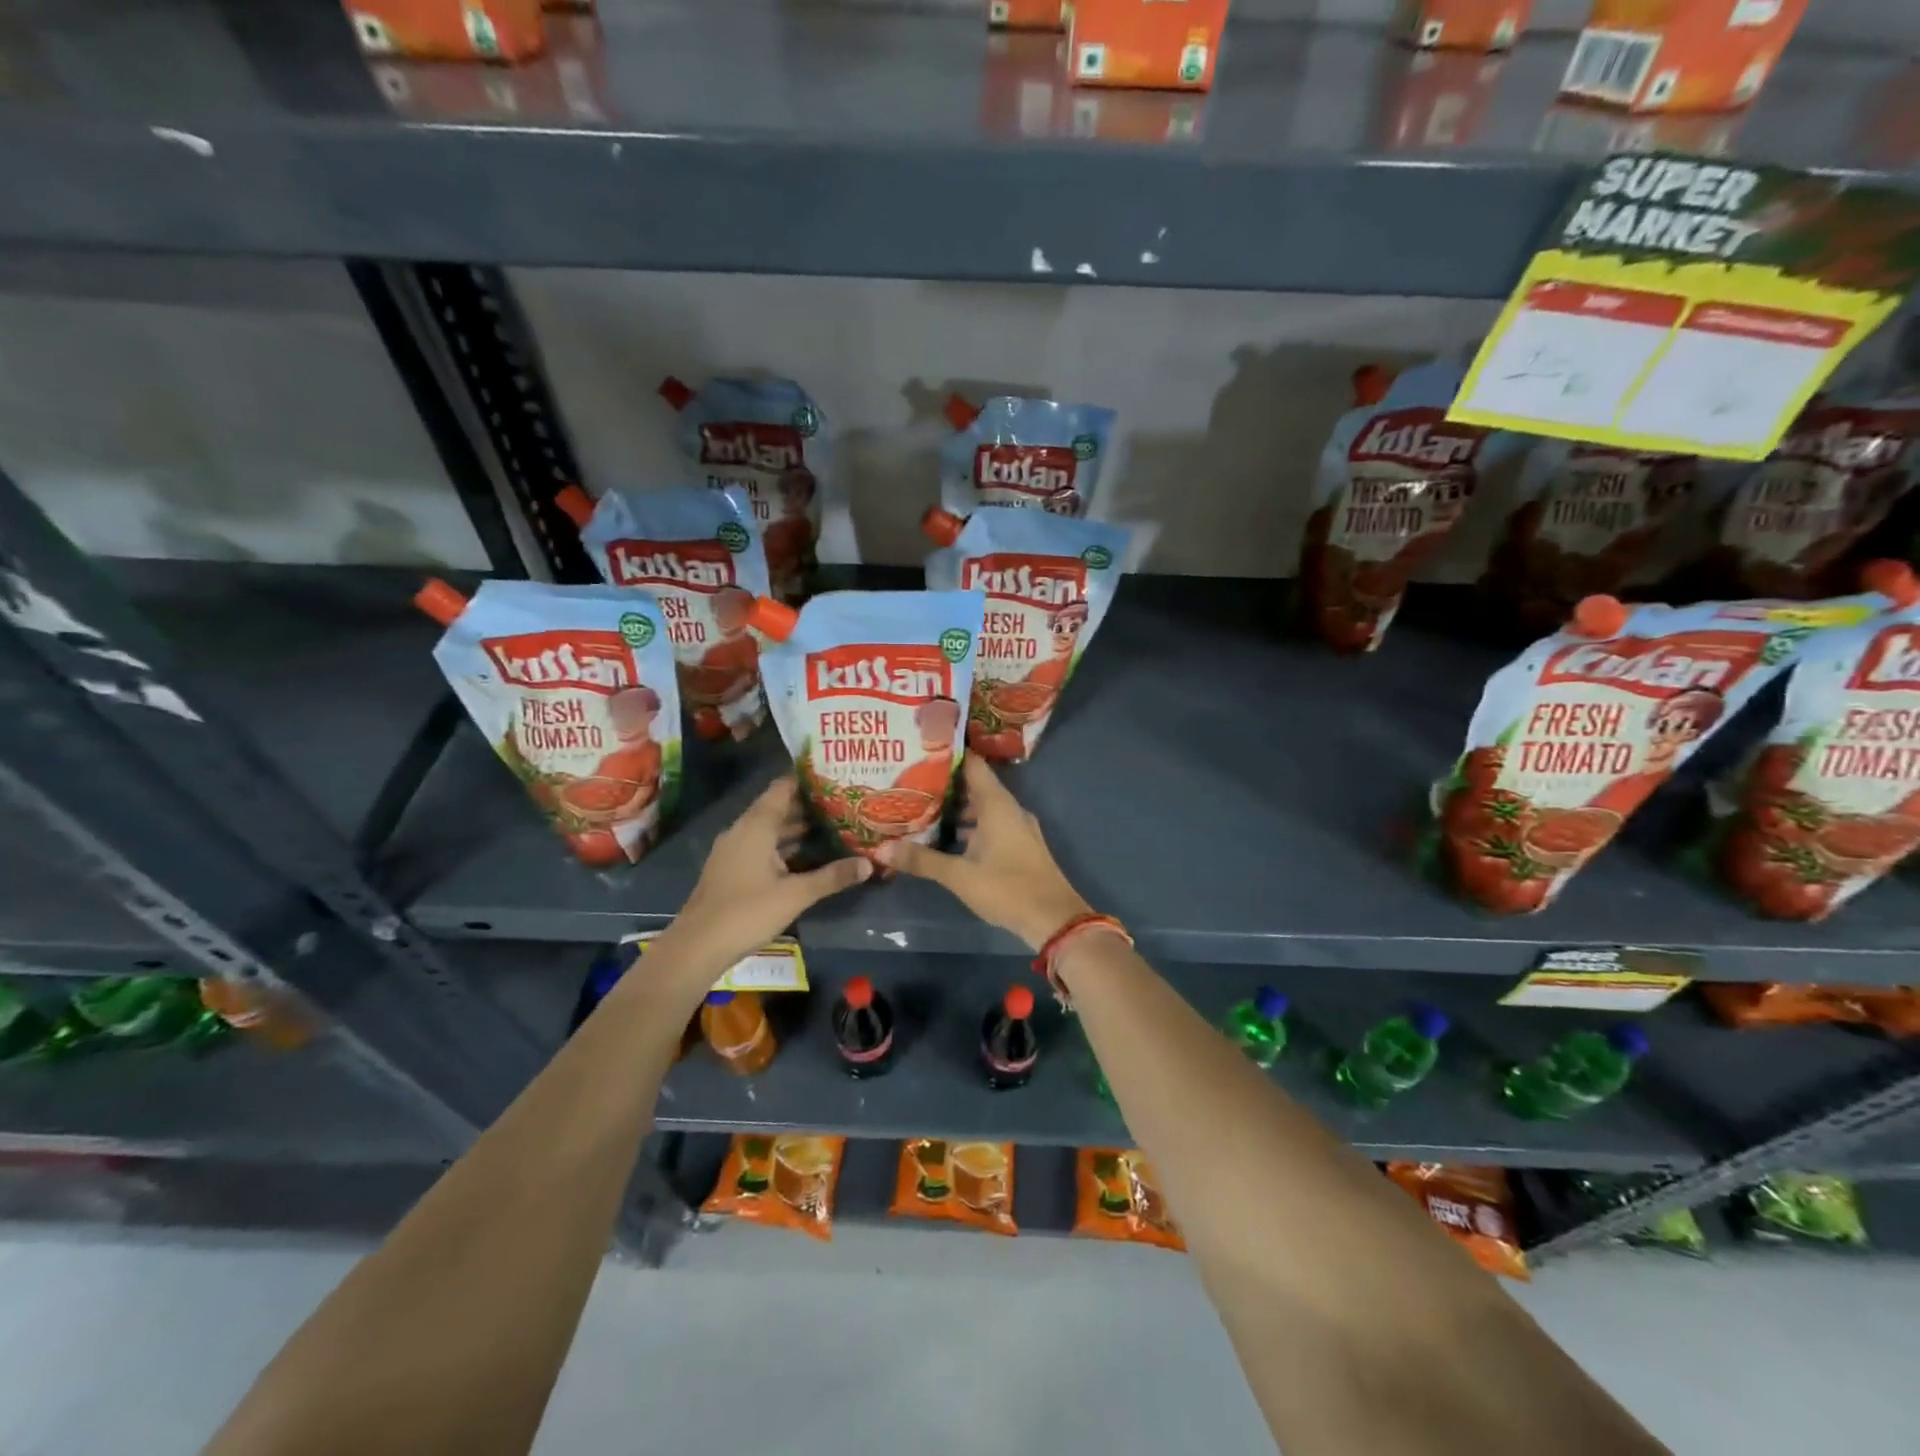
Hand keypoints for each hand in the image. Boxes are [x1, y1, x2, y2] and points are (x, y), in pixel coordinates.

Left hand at [660, 776, 870, 972]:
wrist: (697, 947)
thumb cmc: (747, 912)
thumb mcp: (796, 894)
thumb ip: (832, 877)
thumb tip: (869, 864)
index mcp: (756, 826)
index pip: (782, 788)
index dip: (807, 780)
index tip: (835, 777)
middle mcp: (742, 830)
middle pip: (777, 808)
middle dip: (807, 806)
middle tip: (842, 804)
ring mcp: (733, 850)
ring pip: (768, 829)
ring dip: (796, 828)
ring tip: (831, 827)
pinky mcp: (730, 869)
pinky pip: (760, 846)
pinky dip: (783, 846)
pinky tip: (805, 857)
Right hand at [875, 756, 1089, 949]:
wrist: (1053, 918)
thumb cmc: (1007, 888)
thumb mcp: (959, 875)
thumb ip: (922, 860)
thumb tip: (881, 849)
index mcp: (997, 804)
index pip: (972, 765)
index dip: (948, 755)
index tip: (921, 749)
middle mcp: (1009, 809)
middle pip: (976, 785)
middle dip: (946, 784)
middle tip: (912, 781)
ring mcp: (1017, 827)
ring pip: (983, 808)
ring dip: (957, 808)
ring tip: (923, 808)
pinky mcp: (1020, 845)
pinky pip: (991, 824)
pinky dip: (970, 826)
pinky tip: (948, 838)